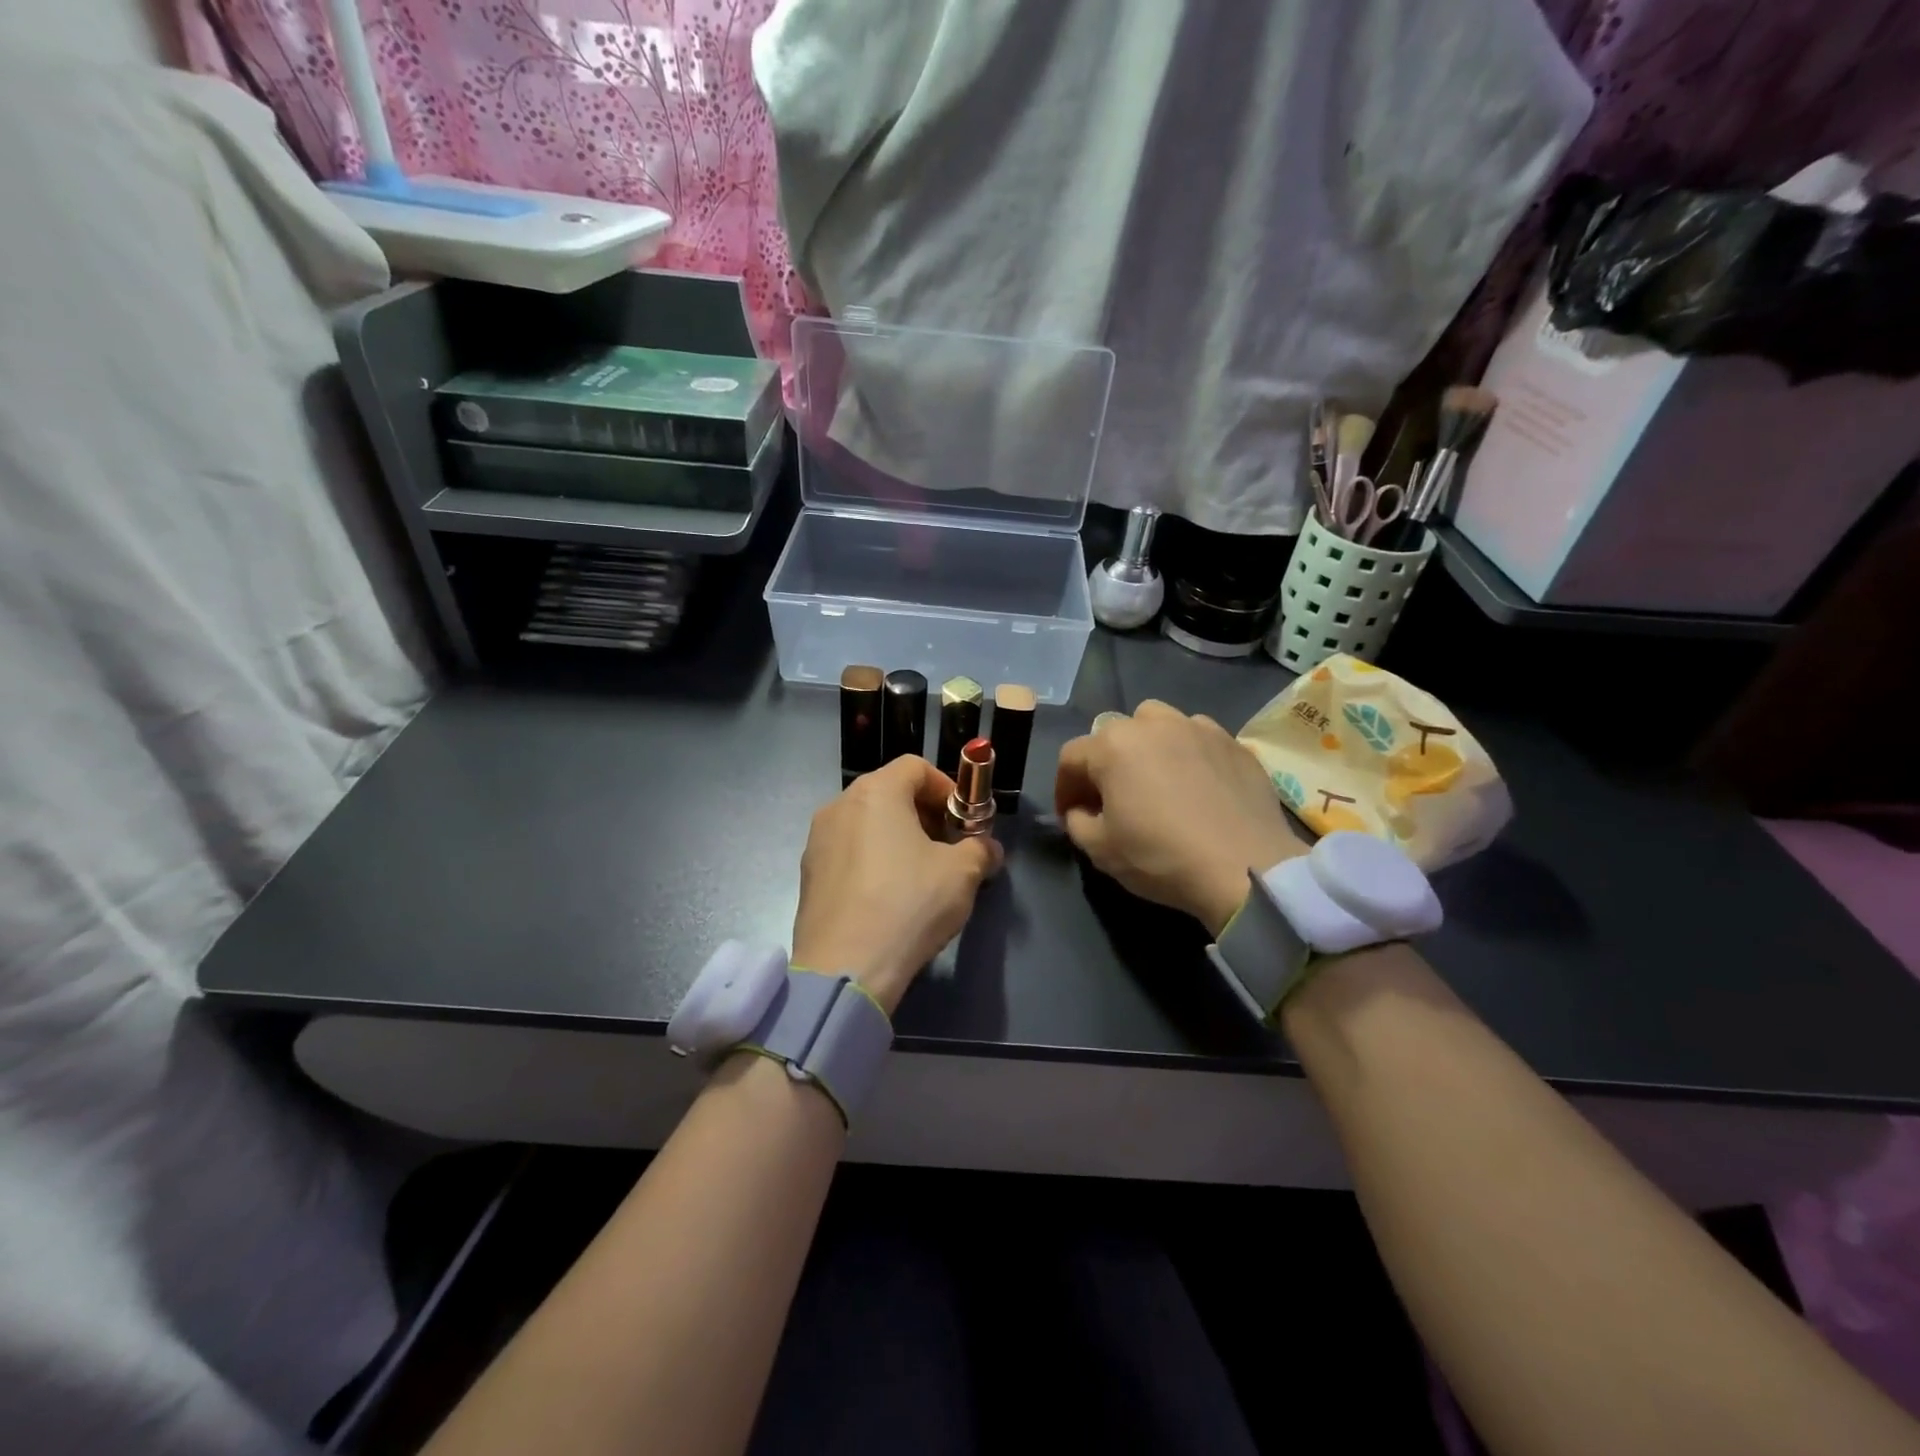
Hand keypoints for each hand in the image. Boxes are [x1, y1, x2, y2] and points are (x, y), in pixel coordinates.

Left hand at [792, 756, 1003, 1014]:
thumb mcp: (962, 874)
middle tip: (948, 848)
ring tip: (921, 875)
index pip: (916, 767)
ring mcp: (817, 840)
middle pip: (889, 792)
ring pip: (867, 824)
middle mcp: (839, 805)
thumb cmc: (909, 904)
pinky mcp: (808, 875)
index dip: (947, 788)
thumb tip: (988, 849)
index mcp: (876, 792)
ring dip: (898, 838)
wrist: (845, 967)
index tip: (964, 821)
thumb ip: (980, 850)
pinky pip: (848, 852)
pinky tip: (889, 898)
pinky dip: (872, 860)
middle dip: (924, 814)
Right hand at [1054, 701, 1307, 935]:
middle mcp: (1153, 723)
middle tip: (1112, 798)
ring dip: (1147, 747)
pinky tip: (1196, 784)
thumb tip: (1081, 810)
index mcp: (1113, 745)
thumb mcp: (1100, 850)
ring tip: (1156, 780)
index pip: (1071, 757)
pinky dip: (1188, 754)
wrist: (1246, 868)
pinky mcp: (1234, 742)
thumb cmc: (1162, 857)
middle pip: (1114, 734)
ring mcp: (1198, 727)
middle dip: (1105, 764)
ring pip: (1158, 725)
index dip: (1064, 787)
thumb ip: (1076, 822)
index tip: (1070, 814)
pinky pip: (1198, 738)